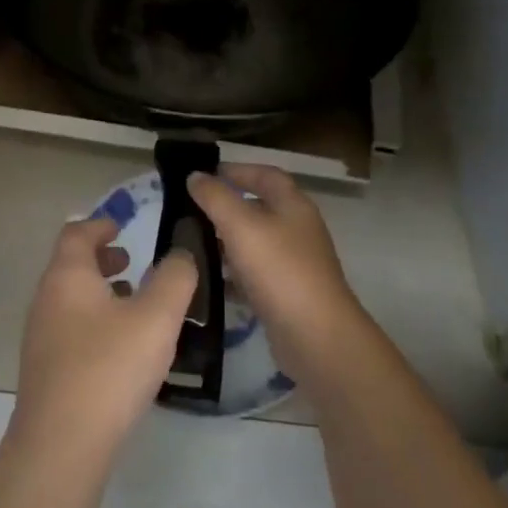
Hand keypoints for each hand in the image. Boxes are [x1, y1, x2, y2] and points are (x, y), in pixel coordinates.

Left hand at [10, 217, 197, 470]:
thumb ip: (175, 278)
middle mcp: (46, 299)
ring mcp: (41, 337)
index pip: (76, 233)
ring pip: (71, 299)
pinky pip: (71, 329)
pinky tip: (120, 348)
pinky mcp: (45, 370)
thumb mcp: (156, 318)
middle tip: (132, 263)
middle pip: (71, 265)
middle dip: (102, 259)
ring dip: (100, 292)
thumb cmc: (109, 367)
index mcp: (67, 276)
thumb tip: (181, 254)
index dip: (100, 224)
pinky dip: (94, 321)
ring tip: (134, 304)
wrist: (61, 444)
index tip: (122, 225)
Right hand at [186, 164, 365, 380]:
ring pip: (254, 243)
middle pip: (260, 208)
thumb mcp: (241, 226)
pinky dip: (232, 274)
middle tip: (191, 211)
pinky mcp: (286, 294)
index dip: (238, 170)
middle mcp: (297, 230)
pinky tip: (209, 282)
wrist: (316, 336)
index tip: (205, 175)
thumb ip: (215, 197)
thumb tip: (195, 176)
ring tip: (193, 245)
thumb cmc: (279, 270)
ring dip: (226, 241)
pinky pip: (254, 275)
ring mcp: (294, 264)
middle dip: (226, 207)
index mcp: (293, 206)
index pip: (266, 175)